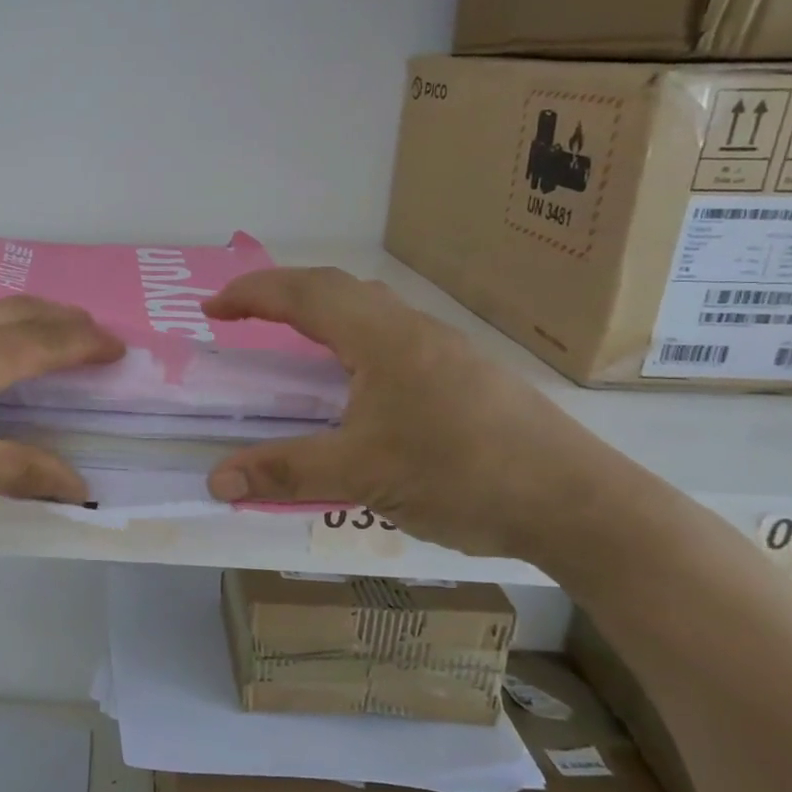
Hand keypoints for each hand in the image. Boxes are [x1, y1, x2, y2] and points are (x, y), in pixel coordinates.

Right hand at [203, 268, 642, 562]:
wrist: (580, 504)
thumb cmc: (462, 475)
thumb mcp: (361, 475)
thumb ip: (284, 471)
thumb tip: (215, 481)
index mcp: (381, 338)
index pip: (302, 295)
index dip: (250, 295)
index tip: (210, 309)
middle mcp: (411, 328)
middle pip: (334, 287)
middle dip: (279, 293)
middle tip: (241, 316)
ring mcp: (443, 348)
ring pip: (367, 307)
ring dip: (318, 310)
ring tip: (289, 339)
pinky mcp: (463, 373)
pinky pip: (389, 333)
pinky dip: (348, 336)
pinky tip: (352, 378)